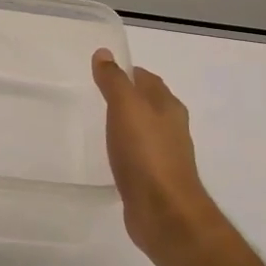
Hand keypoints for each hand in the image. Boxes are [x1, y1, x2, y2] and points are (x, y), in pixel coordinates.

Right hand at [91, 49, 216, 265]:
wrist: (163, 211)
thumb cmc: (146, 154)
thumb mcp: (126, 108)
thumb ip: (114, 81)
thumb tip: (104, 53)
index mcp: (168, 107)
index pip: (147, 80)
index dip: (127, 72)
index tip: (102, 71)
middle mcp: (171, 128)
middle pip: (148, 104)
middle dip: (126, 98)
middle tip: (95, 95)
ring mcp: (164, 155)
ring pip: (143, 131)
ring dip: (125, 125)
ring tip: (97, 124)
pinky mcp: (154, 179)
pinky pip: (137, 156)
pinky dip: (124, 151)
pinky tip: (109, 157)